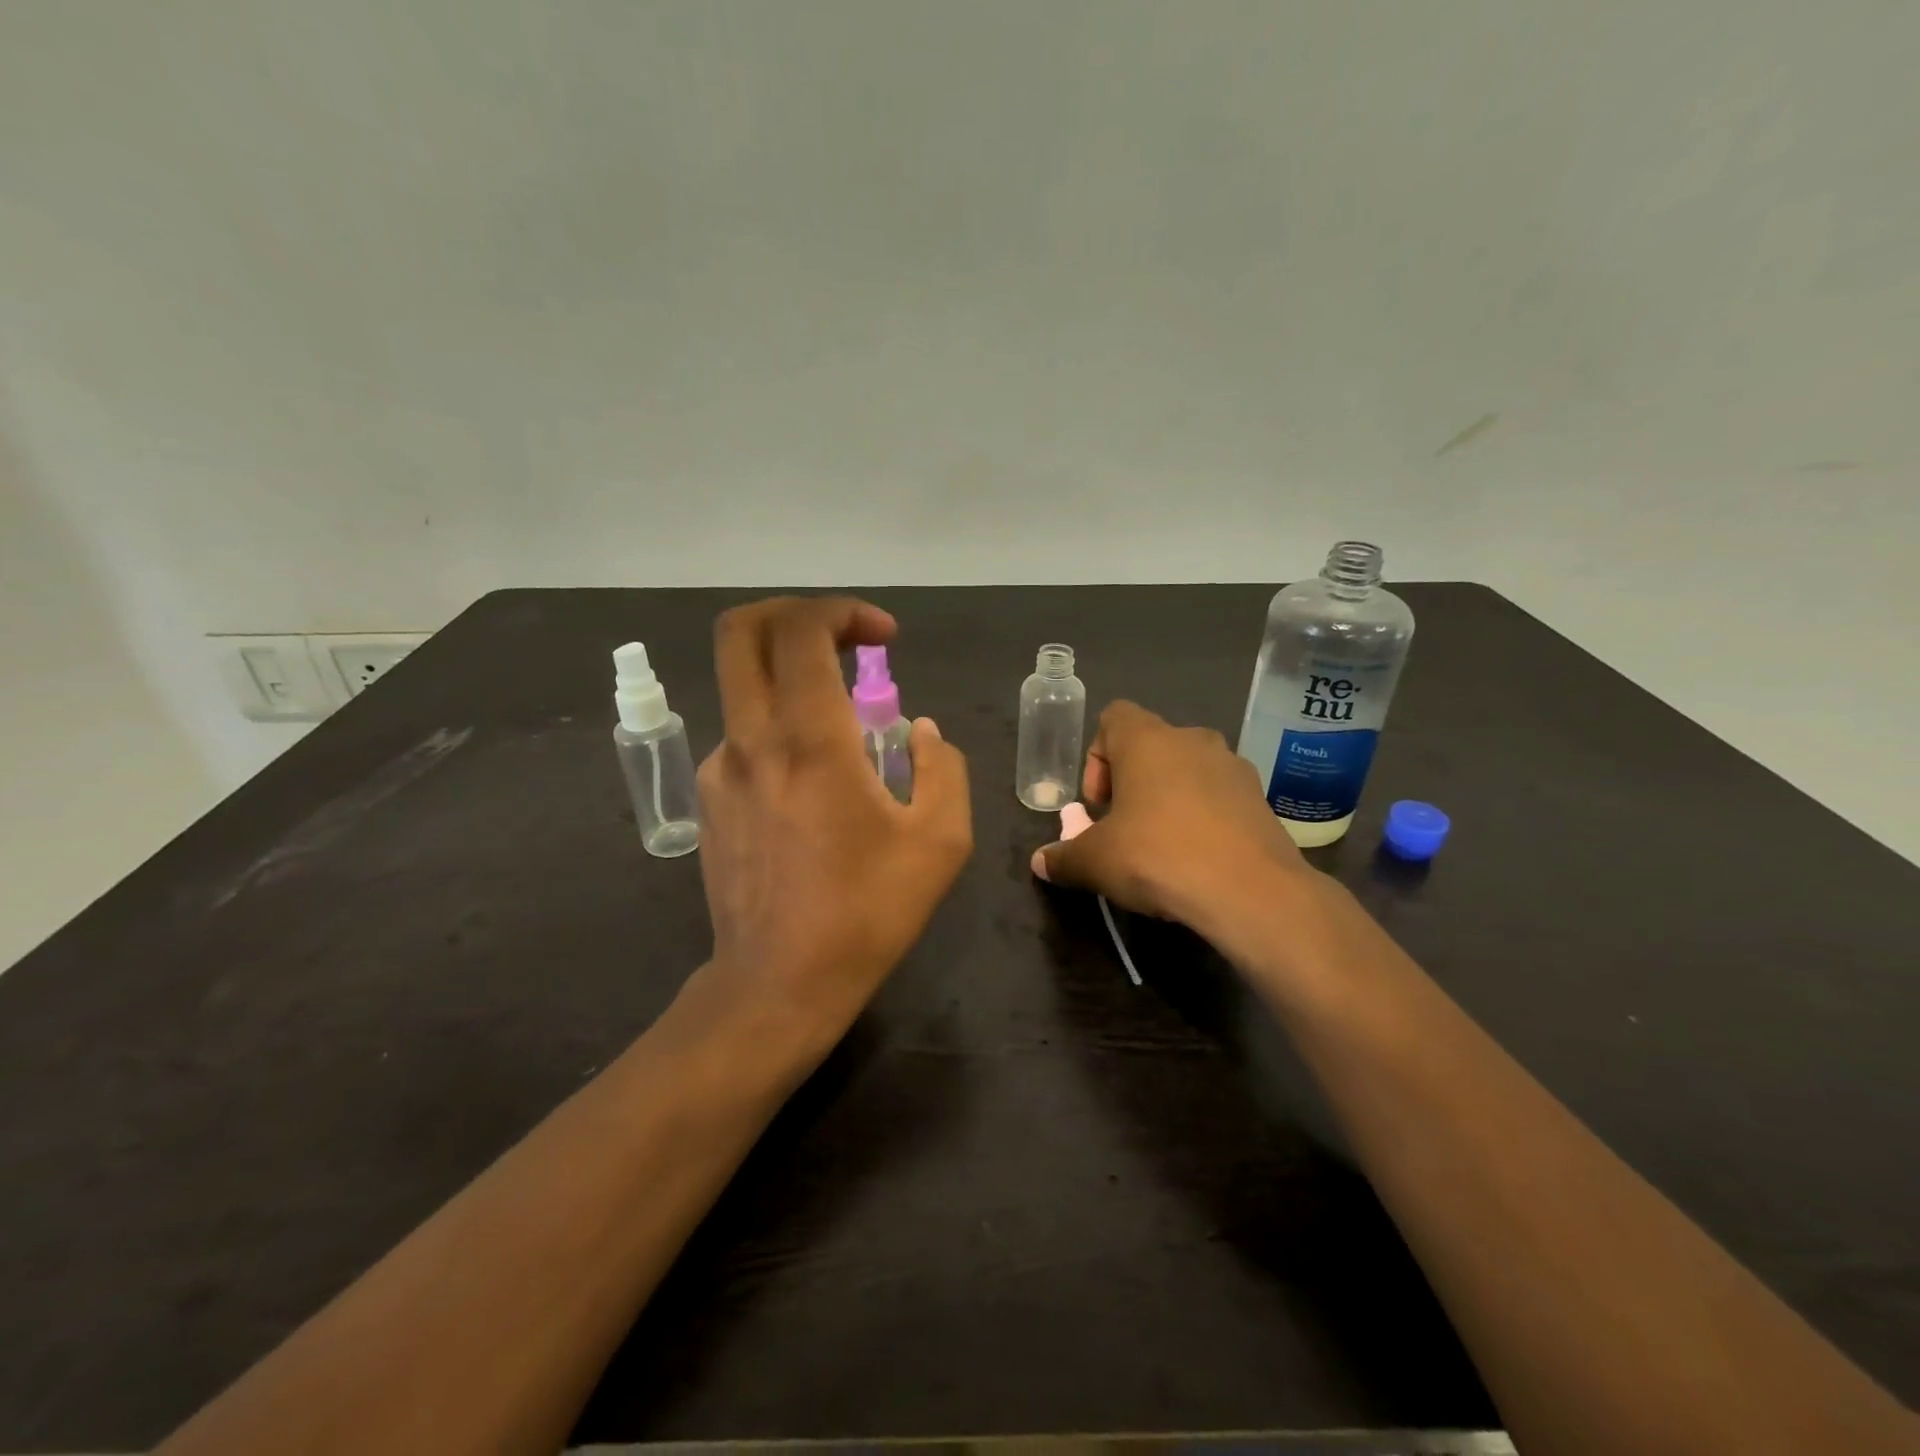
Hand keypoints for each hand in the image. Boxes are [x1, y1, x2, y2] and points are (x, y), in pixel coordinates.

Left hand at [693, 597, 971, 1054]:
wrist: (778, 983)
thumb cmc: (867, 912)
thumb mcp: (940, 841)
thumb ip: (942, 767)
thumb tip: (918, 733)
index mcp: (809, 739)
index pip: (801, 629)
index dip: (844, 611)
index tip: (885, 638)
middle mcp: (751, 738)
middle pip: (740, 631)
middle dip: (792, 614)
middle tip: (841, 641)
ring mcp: (720, 768)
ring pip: (741, 684)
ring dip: (791, 678)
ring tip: (844, 730)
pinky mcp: (710, 800)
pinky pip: (743, 736)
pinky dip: (780, 729)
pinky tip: (813, 784)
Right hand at [1031, 701, 1312, 932]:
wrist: (1251, 891)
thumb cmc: (1158, 856)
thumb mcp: (1096, 862)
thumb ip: (1063, 857)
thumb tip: (1040, 862)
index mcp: (1147, 740)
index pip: (1113, 717)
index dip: (1097, 757)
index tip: (1098, 804)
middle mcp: (1192, 739)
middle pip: (1150, 746)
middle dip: (1131, 783)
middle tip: (1124, 828)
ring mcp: (1233, 766)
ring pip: (1187, 771)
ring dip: (1169, 798)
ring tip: (1163, 846)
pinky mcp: (1261, 798)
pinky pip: (1219, 796)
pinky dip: (1203, 817)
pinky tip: (1199, 858)